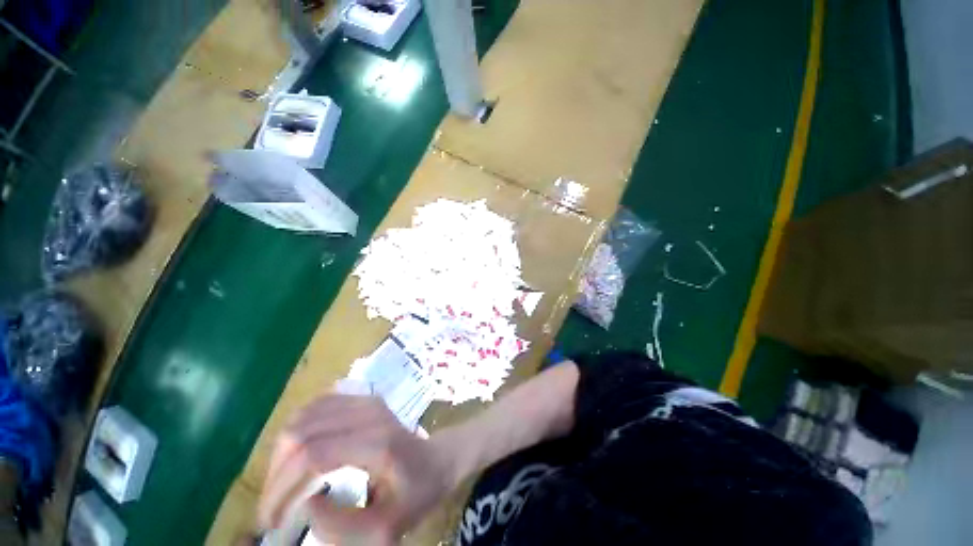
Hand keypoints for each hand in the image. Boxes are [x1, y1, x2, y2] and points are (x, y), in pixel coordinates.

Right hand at [259, 395, 454, 544]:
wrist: (438, 458)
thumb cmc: (417, 493)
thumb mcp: (386, 528)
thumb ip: (341, 527)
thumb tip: (305, 504)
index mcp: (377, 443)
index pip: (313, 454)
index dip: (281, 488)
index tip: (270, 520)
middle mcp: (369, 414)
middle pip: (302, 432)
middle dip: (276, 472)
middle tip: (273, 505)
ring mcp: (366, 401)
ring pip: (304, 416)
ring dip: (282, 452)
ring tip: (282, 483)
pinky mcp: (363, 398)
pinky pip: (316, 405)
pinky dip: (297, 430)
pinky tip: (296, 454)